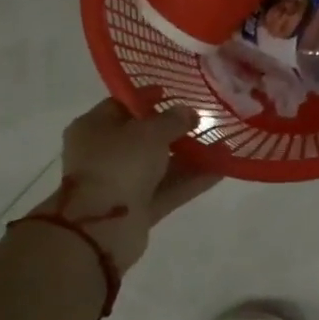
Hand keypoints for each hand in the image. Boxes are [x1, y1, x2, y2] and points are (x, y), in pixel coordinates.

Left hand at [40, 97, 219, 272]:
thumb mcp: (149, 132)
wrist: (101, 227)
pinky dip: (192, 179)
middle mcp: (105, 154)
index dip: (149, 97)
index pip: (122, 105)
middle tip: (205, 120)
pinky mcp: (138, 208)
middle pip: (144, 137)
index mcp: (94, 128)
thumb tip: (188, 112)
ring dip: (190, 156)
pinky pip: (168, 188)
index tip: (176, 93)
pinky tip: (222, 168)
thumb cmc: (118, 163)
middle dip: (176, 130)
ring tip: (224, 144)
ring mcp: (121, 183)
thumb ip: (172, 120)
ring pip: (160, 164)